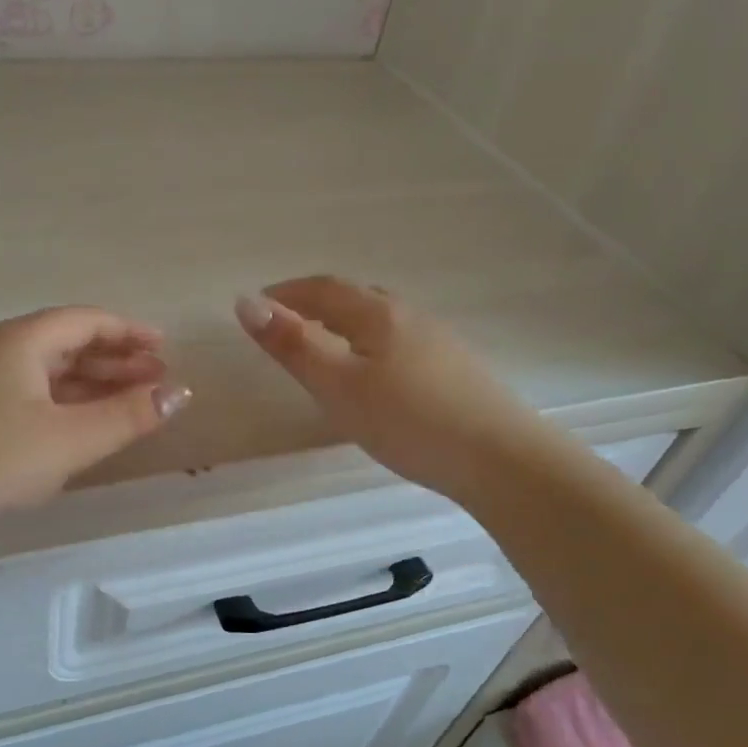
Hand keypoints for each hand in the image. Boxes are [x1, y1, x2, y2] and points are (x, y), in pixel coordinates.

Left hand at [0, 307, 190, 525]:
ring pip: (47, 373)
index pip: (86, 321)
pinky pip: (29, 396)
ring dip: (91, 385)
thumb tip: (180, 393)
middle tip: (156, 380)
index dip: (130, 332)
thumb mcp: (69, 440)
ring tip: (129, 404)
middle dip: (115, 361)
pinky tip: (80, 428)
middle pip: (67, 344)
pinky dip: (62, 405)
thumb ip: (127, 416)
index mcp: (20, 340)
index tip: (165, 350)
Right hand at [236, 276, 527, 499]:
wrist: (501, 458)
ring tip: (325, 345)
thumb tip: (246, 302)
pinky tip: (376, 372)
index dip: (286, 292)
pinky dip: (371, 342)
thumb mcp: (338, 386)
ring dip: (345, 322)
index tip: (258, 305)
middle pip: (354, 297)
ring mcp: (439, 340)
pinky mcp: (456, 367)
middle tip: (286, 323)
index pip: (323, 288)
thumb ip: (293, 345)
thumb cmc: (408, 420)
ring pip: (381, 319)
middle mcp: (410, 315)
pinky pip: (401, 340)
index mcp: (377, 313)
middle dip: (314, 303)